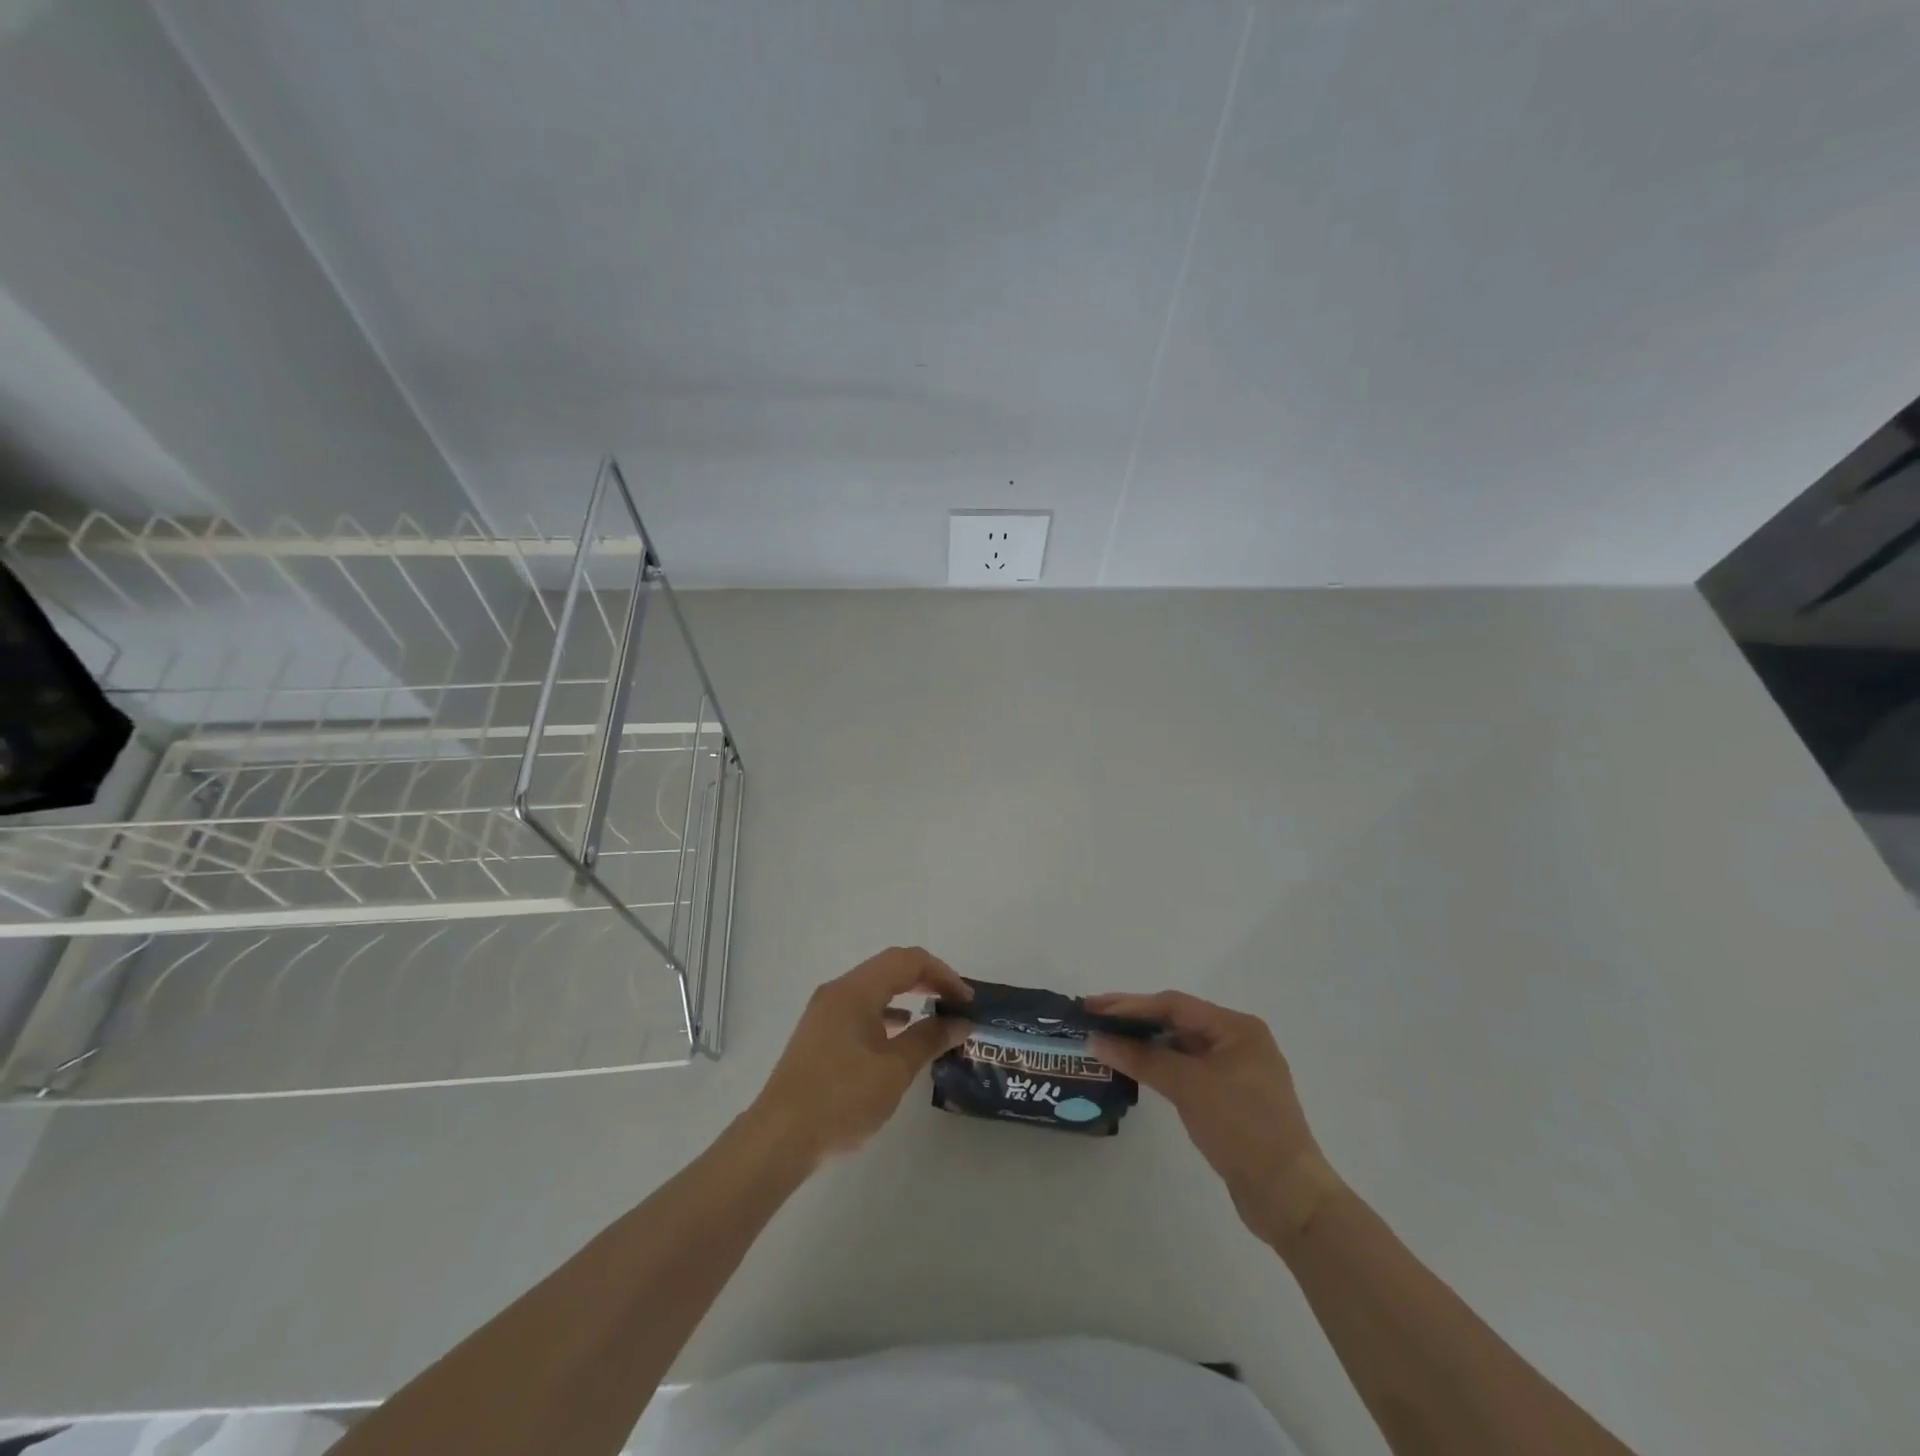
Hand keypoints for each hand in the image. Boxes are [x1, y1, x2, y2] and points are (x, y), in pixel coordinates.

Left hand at [750, 947, 972, 1166]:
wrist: (779, 1138)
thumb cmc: (841, 1098)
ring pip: (875, 989)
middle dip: (927, 981)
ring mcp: (825, 1013)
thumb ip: (929, 1039)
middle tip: (956, 1004)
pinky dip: (887, 1013)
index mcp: (855, 990)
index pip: (907, 961)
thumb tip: (961, 1022)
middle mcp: (838, 991)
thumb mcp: (894, 1069)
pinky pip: (861, 1009)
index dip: (942, 973)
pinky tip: (901, 1034)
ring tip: (936, 1017)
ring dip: (907, 996)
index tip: (967, 1000)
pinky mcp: (820, 1035)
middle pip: (890, 968)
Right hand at [1087, 991, 1343, 1243]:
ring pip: (1181, 1045)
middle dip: (1134, 1019)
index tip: (1092, 1008)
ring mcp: (1236, 1070)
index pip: (1173, 1005)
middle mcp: (1238, 1041)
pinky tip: (1136, 1068)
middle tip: (1093, 1019)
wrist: (1288, 1197)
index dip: (1130, 1005)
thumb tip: (1097, 1039)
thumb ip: (1142, 1058)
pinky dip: (1160, 1065)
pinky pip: (1187, 1068)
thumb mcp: (1189, 1087)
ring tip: (1107, 1041)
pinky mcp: (1230, 1097)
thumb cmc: (1241, 1129)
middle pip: (1177, 1020)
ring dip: (1145, 1043)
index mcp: (1236, 1028)